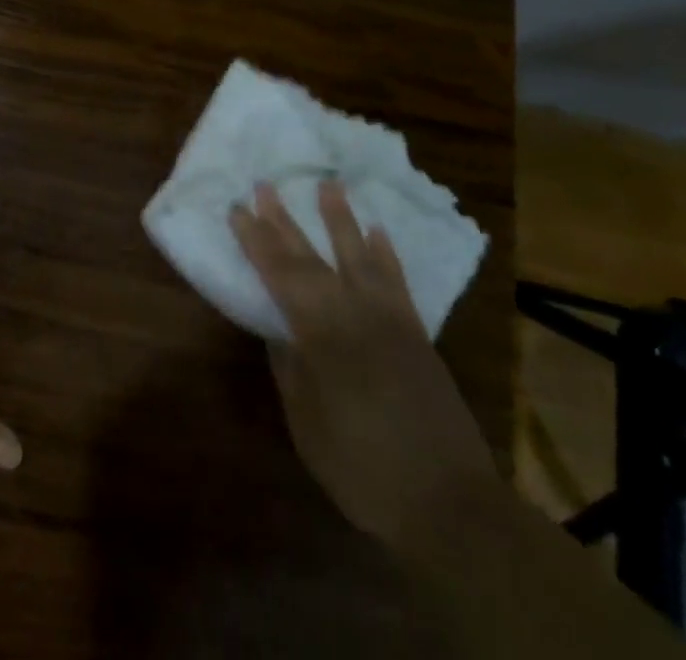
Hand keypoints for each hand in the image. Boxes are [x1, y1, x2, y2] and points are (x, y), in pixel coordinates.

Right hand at [231, 180, 494, 544]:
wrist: (449, 502)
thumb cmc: (363, 468)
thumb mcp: (308, 425)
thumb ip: (291, 371)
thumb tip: (279, 330)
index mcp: (320, 334)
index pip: (279, 274)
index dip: (255, 240)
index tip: (237, 208)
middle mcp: (353, 313)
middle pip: (311, 257)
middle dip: (283, 221)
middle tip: (264, 185)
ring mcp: (389, 319)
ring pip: (358, 255)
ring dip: (340, 219)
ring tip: (328, 184)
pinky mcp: (416, 332)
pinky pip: (397, 281)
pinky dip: (386, 253)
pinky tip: (377, 231)